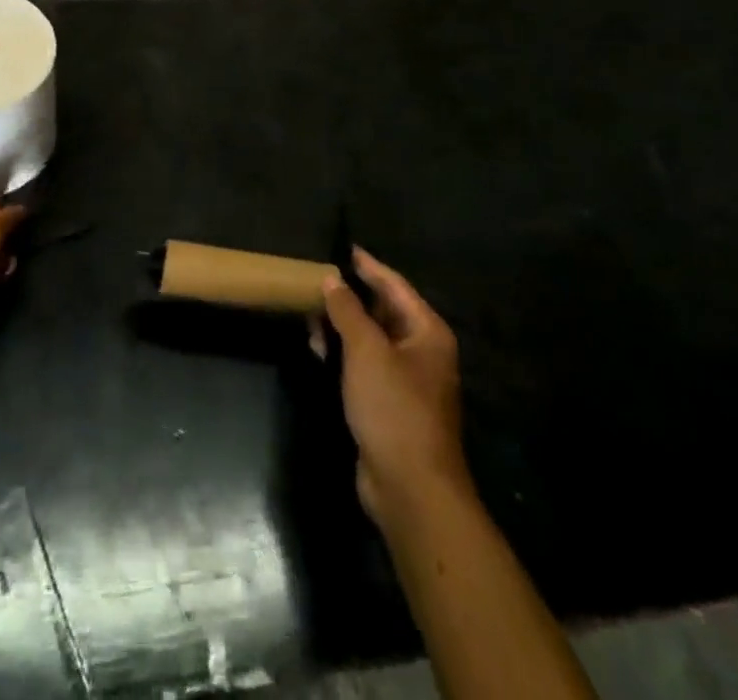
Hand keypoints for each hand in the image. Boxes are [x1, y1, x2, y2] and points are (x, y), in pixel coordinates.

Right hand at [314, 248, 468, 525]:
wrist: (410, 488)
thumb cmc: (394, 408)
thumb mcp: (366, 351)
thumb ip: (348, 310)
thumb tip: (332, 278)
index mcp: (426, 332)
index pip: (395, 286)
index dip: (368, 266)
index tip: (344, 248)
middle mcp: (421, 352)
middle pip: (383, 312)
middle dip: (349, 299)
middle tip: (316, 283)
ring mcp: (406, 381)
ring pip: (370, 340)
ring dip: (342, 329)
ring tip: (310, 317)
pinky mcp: (389, 405)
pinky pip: (364, 367)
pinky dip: (343, 356)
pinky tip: (318, 353)